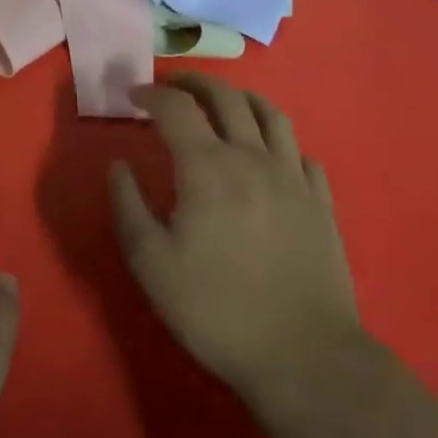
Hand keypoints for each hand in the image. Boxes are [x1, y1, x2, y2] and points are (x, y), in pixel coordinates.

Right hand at [110, 74, 360, 417]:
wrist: (303, 355)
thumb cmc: (215, 308)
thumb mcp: (151, 263)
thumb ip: (128, 206)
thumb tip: (117, 166)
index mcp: (208, 167)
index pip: (176, 108)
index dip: (151, 93)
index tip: (133, 95)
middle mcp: (253, 158)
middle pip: (227, 97)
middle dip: (194, 82)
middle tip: (172, 85)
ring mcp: (293, 177)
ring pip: (270, 114)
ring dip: (240, 98)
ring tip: (222, 102)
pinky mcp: (321, 202)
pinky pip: (300, 152)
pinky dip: (278, 140)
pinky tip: (269, 154)